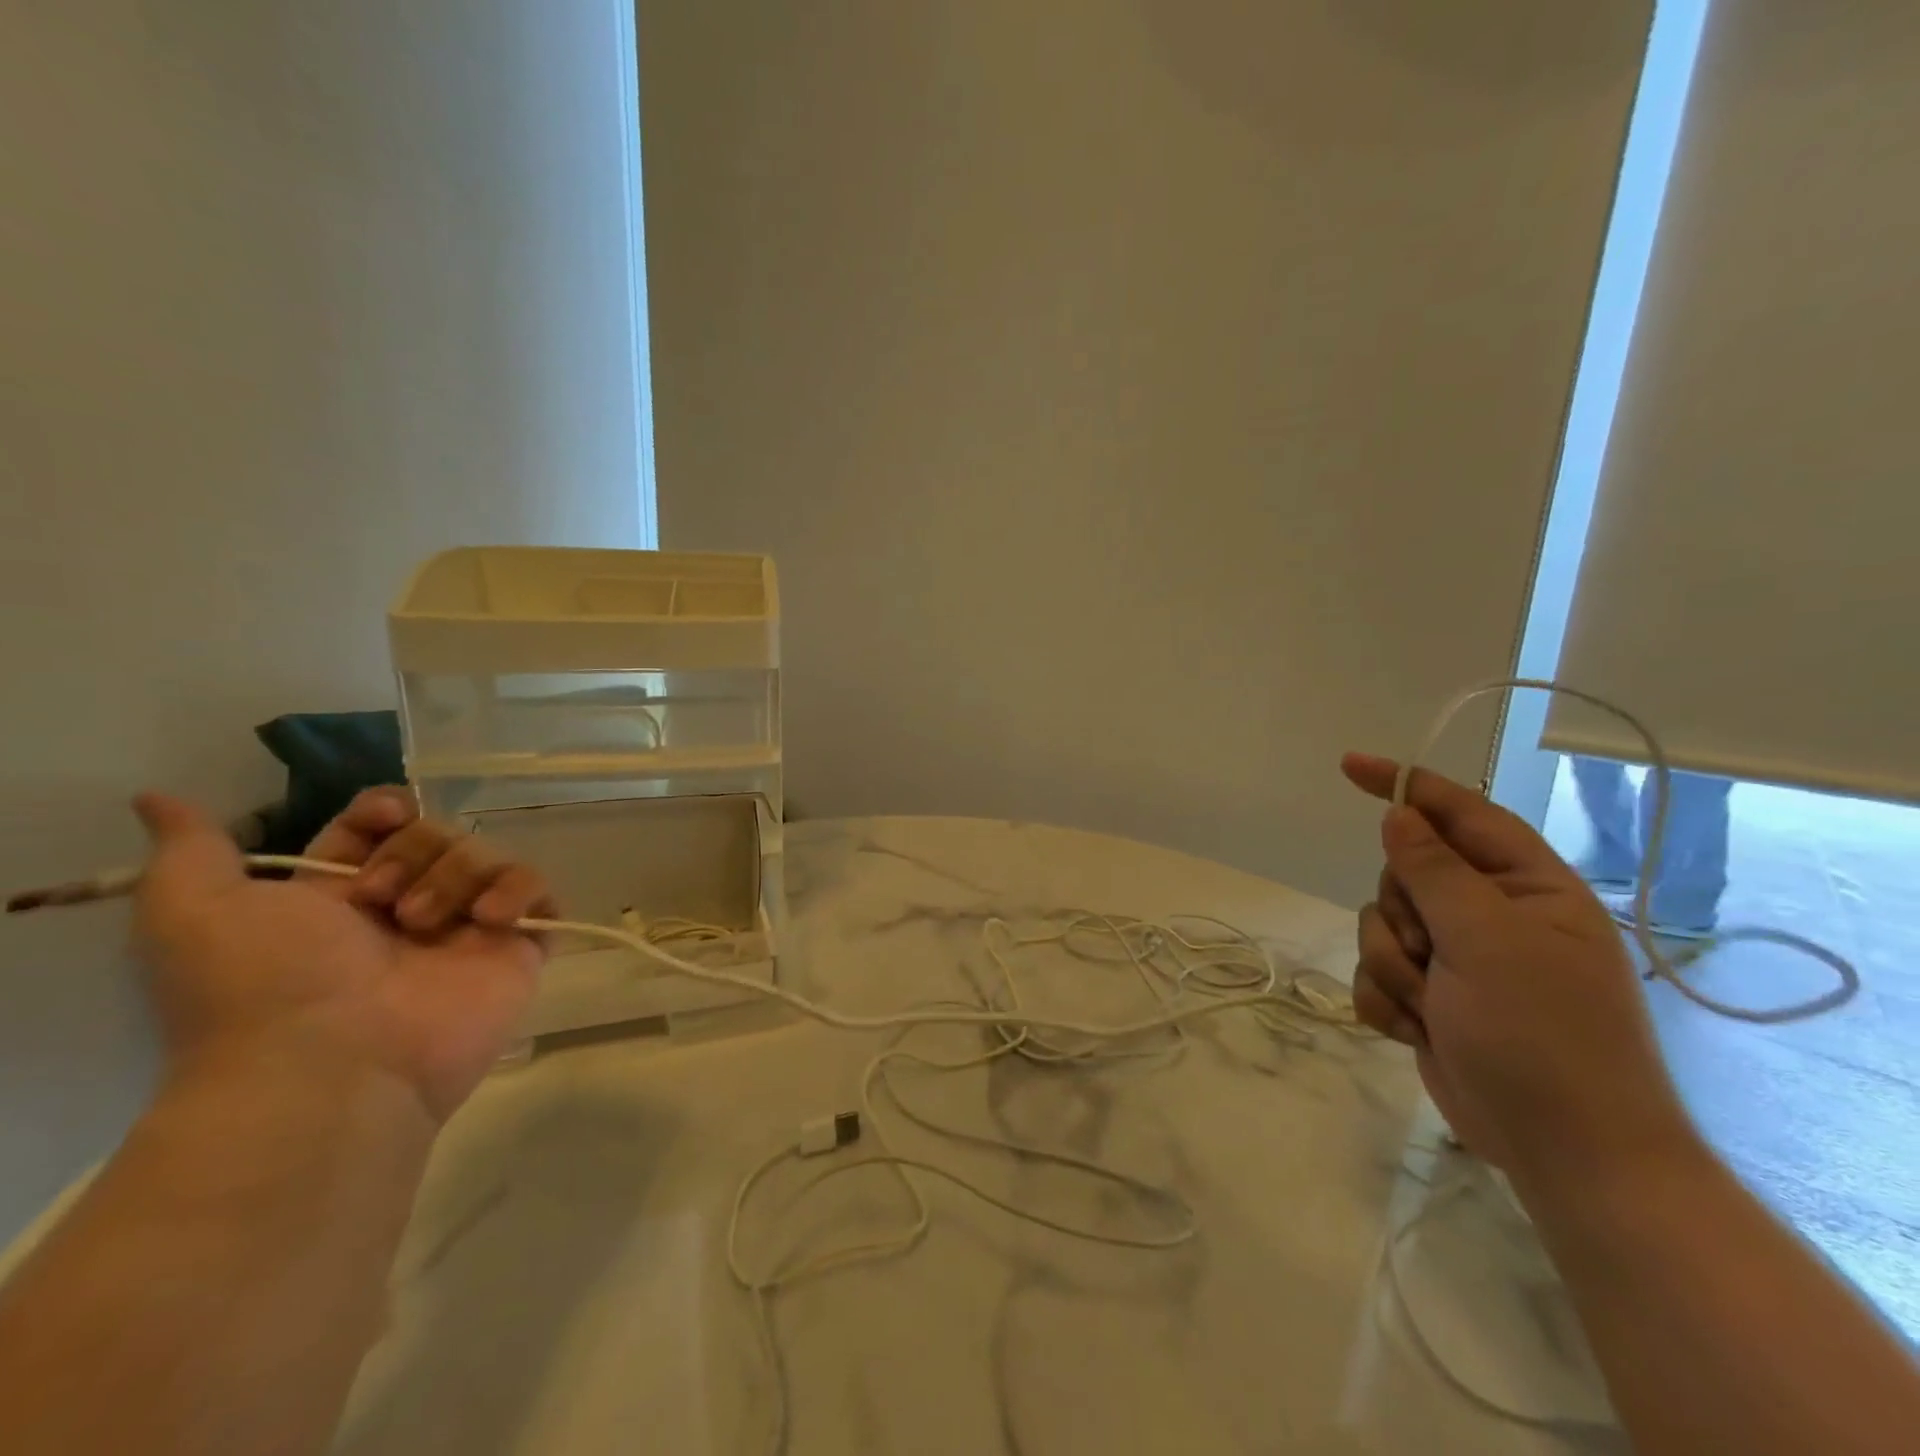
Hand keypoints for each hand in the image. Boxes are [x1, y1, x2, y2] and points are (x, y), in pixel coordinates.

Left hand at [134, 788, 554, 1124]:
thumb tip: (157, 798)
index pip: (379, 827)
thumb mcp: (194, 912)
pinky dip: (518, 890)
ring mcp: (466, 930)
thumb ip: (190, 850)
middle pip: (437, 834)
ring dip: (455, 875)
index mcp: (340, 899)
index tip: (382, 817)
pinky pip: (539, 891)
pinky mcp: (517, 948)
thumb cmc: (263, 985)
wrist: (333, 1064)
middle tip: (381, 901)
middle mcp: (407, 909)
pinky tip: (488, 918)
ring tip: (423, 924)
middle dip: (413, 852)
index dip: (384, 811)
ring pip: (486, 855)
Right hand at [1340, 753, 1692, 1187]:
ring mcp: (1458, 960)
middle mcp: (1491, 916)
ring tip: (1432, 1007)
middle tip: (1432, 954)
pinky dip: (1386, 1000)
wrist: (1565, 1153)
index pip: (1460, 815)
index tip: (1349, 767)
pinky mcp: (1430, 999)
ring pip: (1380, 925)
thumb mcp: (1489, 941)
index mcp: (1527, 888)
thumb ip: (1436, 871)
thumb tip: (1399, 815)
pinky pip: (1374, 973)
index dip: (1405, 786)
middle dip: (1402, 915)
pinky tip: (1415, 1031)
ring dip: (1392, 966)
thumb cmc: (1544, 1036)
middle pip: (1404, 875)